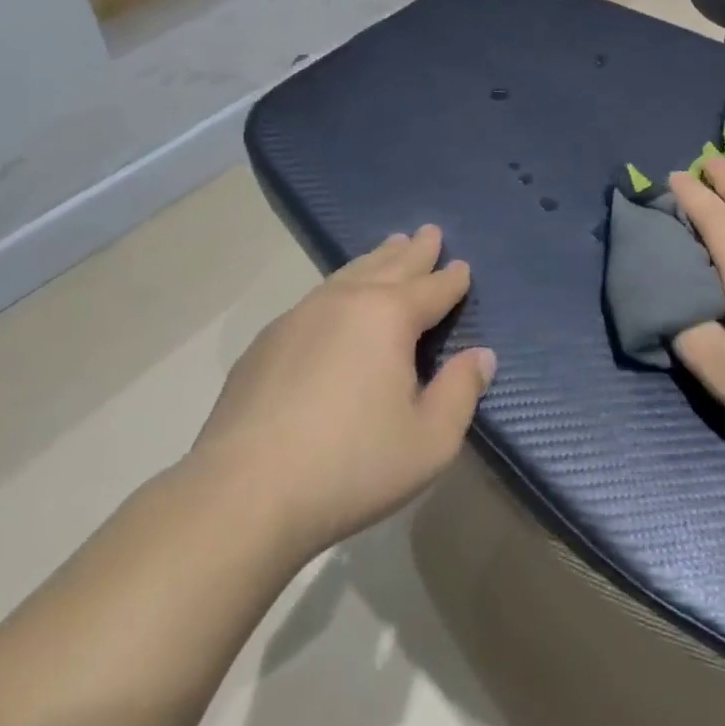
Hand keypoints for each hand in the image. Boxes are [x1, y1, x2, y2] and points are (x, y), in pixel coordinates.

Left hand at [187, 226, 495, 560]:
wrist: (243, 493)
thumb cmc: (351, 466)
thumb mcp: (429, 441)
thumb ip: (461, 392)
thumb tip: (482, 356)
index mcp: (389, 316)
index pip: (432, 288)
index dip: (452, 278)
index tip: (462, 266)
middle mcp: (346, 301)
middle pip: (390, 266)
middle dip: (414, 250)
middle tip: (429, 232)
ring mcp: (300, 315)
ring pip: (349, 274)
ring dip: (376, 259)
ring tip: (390, 246)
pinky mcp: (267, 341)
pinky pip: (317, 297)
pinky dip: (340, 287)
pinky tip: (337, 299)